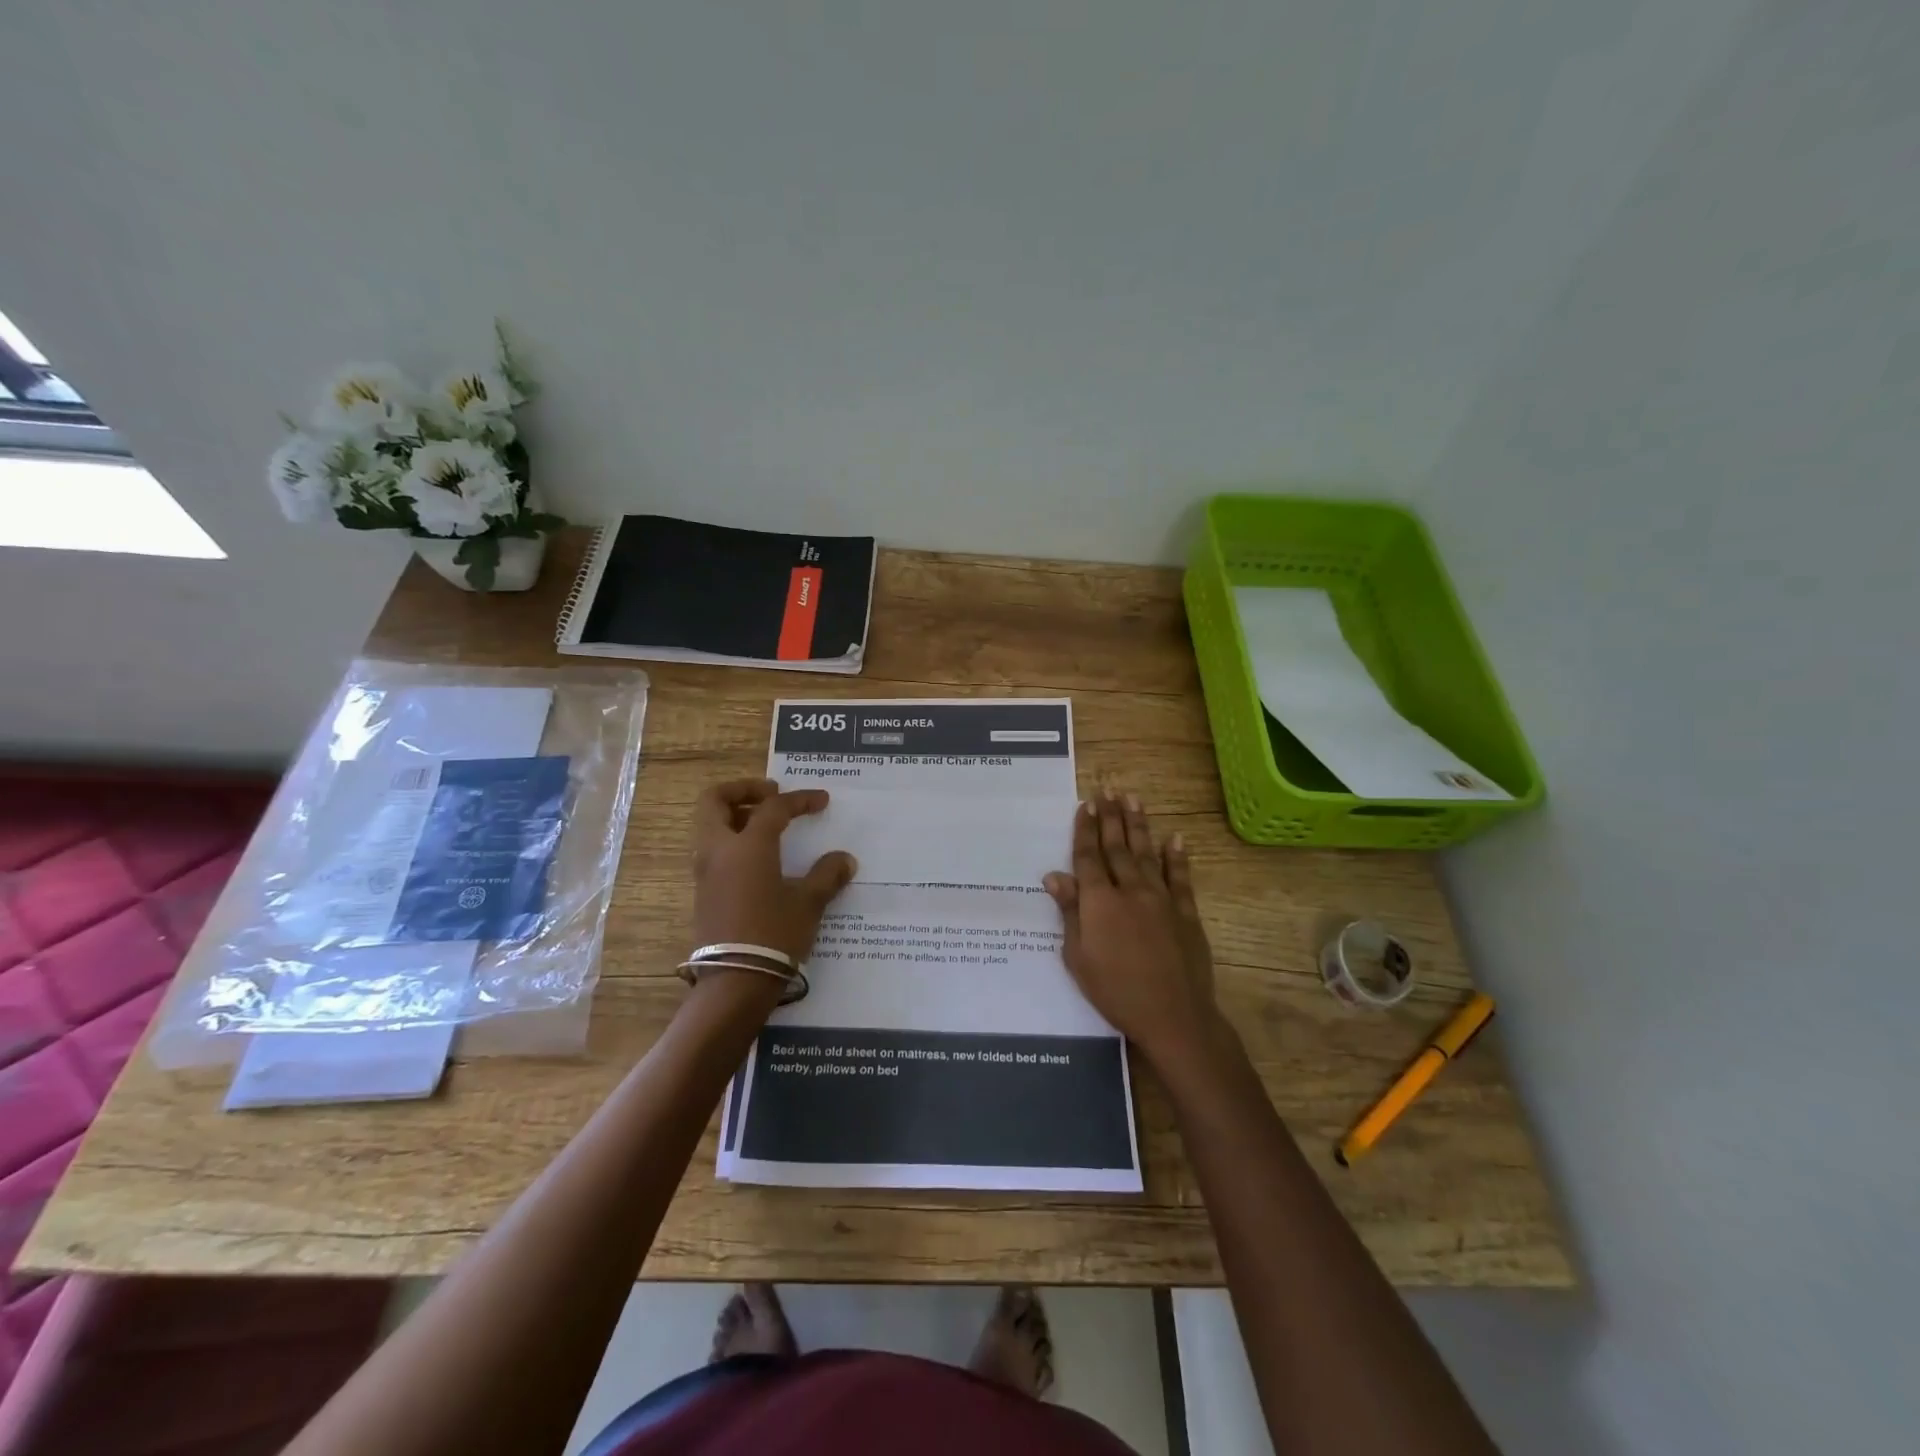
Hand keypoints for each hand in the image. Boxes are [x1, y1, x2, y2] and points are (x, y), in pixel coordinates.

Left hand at [691, 778, 856, 961]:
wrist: (735, 982)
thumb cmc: (774, 935)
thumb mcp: (808, 904)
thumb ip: (827, 875)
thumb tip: (844, 860)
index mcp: (747, 846)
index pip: (773, 808)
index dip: (799, 800)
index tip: (821, 800)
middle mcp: (719, 851)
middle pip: (715, 801)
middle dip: (743, 790)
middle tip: (771, 795)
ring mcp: (706, 872)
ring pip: (709, 825)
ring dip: (735, 815)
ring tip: (767, 825)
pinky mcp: (703, 892)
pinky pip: (712, 850)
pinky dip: (731, 839)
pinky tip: (760, 858)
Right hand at [1043, 789, 1218, 1072]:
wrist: (1173, 1015)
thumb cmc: (1115, 991)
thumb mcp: (1078, 957)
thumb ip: (1069, 913)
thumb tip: (1054, 875)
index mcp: (1099, 902)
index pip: (1089, 857)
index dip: (1086, 829)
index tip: (1086, 804)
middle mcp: (1130, 890)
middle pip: (1118, 847)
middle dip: (1112, 817)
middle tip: (1109, 790)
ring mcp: (1162, 899)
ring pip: (1148, 853)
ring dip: (1139, 826)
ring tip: (1134, 799)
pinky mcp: (1186, 913)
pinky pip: (1181, 878)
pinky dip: (1177, 857)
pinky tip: (1175, 837)